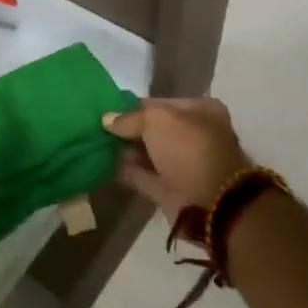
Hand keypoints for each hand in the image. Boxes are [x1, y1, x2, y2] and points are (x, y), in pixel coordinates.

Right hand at [102, 99, 250, 223]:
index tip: (108, 109)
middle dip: (129, 130)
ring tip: (97, 144)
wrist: (210, 203)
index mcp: (201, 111)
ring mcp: (183, 165)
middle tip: (98, 128)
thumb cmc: (188, 148)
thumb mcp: (157, 120)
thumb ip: (130, 118)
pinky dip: (127, 171)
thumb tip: (107, 119)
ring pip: (148, 153)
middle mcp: (195, 135)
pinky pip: (144, 176)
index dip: (134, 106)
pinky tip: (104, 164)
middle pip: (155, 129)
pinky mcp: (171, 190)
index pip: (162, 104)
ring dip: (126, 150)